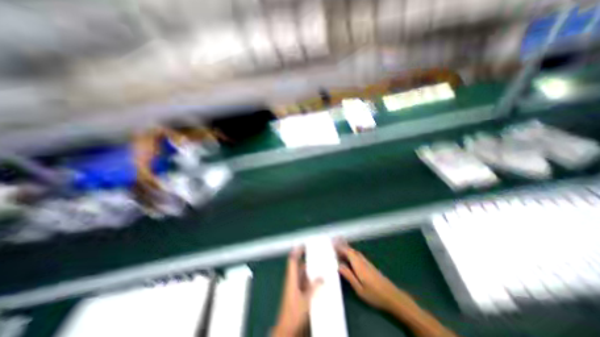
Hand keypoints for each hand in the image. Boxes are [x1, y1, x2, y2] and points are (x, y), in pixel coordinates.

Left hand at [274, 246, 322, 334]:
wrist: (286, 329)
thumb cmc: (293, 314)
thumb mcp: (305, 300)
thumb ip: (313, 288)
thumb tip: (321, 277)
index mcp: (291, 279)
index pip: (292, 260)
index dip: (297, 251)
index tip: (303, 245)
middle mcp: (292, 280)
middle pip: (299, 266)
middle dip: (307, 260)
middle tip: (316, 255)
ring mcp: (294, 287)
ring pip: (302, 274)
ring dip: (309, 270)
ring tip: (319, 265)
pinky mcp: (297, 293)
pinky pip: (304, 282)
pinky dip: (310, 279)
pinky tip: (318, 280)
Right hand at [337, 242, 413, 309]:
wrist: (392, 297)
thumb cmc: (374, 294)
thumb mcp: (359, 288)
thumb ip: (348, 275)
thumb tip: (338, 265)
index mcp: (358, 264)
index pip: (347, 251)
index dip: (340, 246)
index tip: (332, 242)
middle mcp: (362, 260)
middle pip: (351, 250)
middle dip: (342, 245)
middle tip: (334, 241)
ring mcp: (367, 262)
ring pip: (354, 252)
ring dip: (346, 248)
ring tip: (339, 246)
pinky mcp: (369, 265)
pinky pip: (357, 255)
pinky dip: (351, 252)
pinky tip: (349, 255)